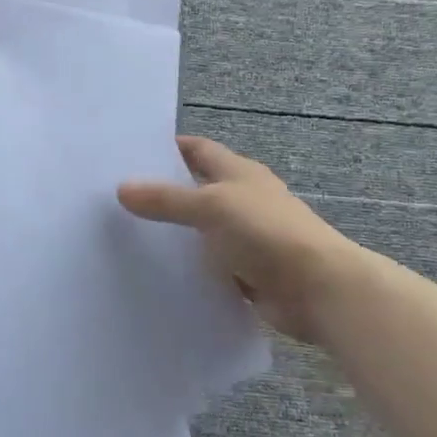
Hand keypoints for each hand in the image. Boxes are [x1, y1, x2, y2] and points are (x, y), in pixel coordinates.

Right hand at [118, 136, 365, 342]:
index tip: (131, 154)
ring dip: (175, 233)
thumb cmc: (265, 232)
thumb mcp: (211, 207)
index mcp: (239, 172)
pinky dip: (190, 266)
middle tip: (119, 198)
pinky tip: (159, 272)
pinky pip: (211, 264)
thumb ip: (166, 199)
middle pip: (197, 189)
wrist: (318, 288)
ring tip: (128, 236)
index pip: (199, 150)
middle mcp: (243, 199)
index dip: (169, 148)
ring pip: (202, 230)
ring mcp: (247, 237)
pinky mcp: (248, 271)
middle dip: (164, 192)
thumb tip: (122, 188)